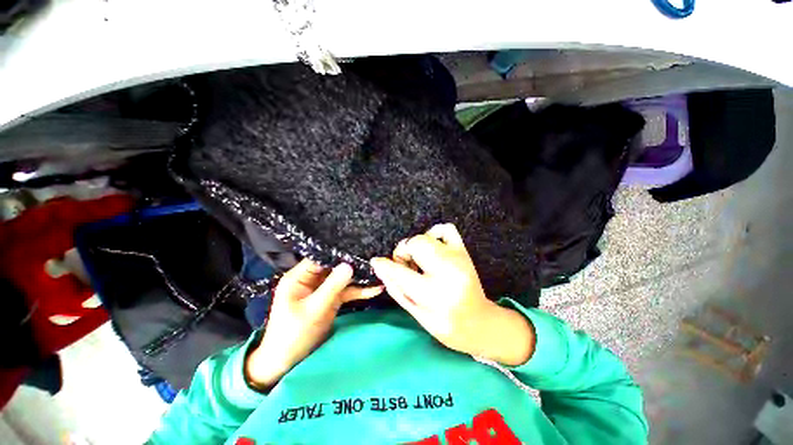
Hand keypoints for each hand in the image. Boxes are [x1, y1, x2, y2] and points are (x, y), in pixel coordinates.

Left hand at [246, 260, 382, 388]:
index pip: (320, 258)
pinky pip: (347, 291)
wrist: (288, 362)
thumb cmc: (293, 335)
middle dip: (352, 264)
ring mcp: (323, 289)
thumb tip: (349, 265)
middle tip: (374, 258)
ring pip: (343, 279)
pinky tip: (375, 289)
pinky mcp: (331, 299)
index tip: (358, 247)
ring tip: (379, 272)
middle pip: (334, 266)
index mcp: (299, 277)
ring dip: (359, 278)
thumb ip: (332, 286)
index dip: (337, 252)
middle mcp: (311, 279)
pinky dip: (359, 291)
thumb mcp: (313, 309)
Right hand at [370, 223, 534, 365]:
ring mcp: (457, 258)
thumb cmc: (445, 325)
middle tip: (405, 264)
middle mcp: (447, 271)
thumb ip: (396, 288)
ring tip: (419, 259)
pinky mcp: (464, 252)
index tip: (377, 262)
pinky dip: (434, 233)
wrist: (478, 322)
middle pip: (415, 244)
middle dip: (403, 252)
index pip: (400, 271)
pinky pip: (446, 229)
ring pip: (426, 237)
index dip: (384, 265)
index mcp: (433, 294)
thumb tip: (381, 267)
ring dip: (416, 245)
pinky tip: (432, 247)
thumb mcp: (416, 314)